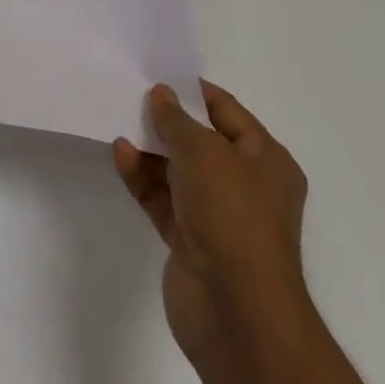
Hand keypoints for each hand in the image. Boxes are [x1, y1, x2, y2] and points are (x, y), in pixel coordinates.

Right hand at [113, 81, 307, 357]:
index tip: (157, 72)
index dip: (193, 90)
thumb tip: (161, 94)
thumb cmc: (232, 214)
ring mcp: (217, 216)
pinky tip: (120, 154)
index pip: (227, 111)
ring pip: (178, 170)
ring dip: (150, 147)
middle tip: (130, 92)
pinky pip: (162, 198)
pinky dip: (142, 177)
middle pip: (200, 140)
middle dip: (167, 119)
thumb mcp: (203, 150)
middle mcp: (245, 185)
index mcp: (266, 161)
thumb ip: (176, 119)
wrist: (236, 311)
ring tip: (118, 118)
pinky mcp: (190, 241)